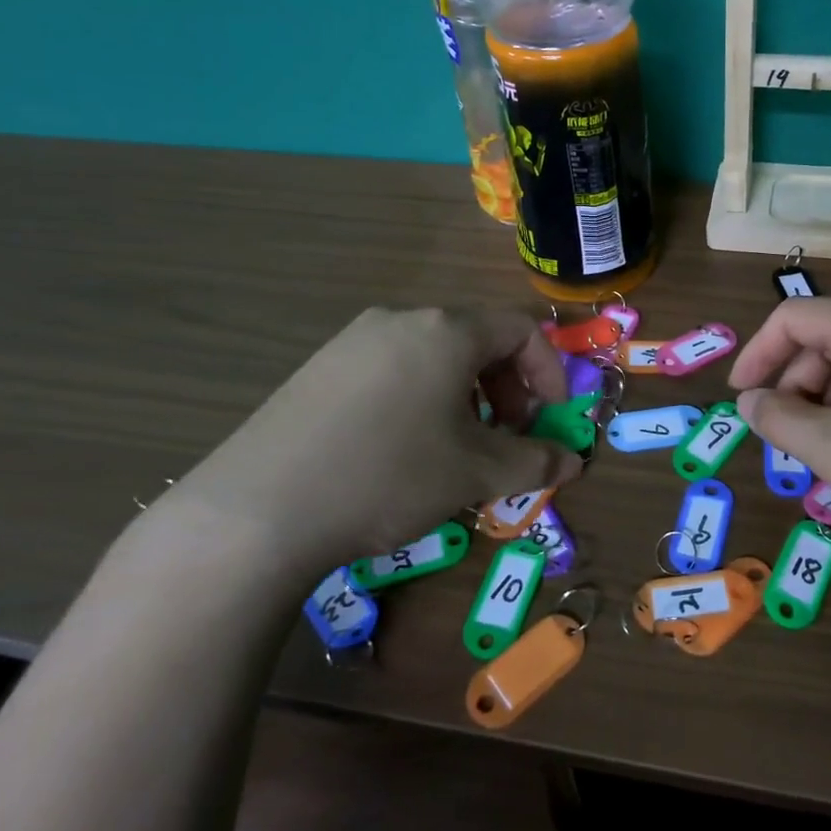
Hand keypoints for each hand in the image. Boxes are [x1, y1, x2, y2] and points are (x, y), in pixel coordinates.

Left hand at [158, 306, 582, 582]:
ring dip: (466, 394)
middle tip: (507, 436)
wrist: (258, 509)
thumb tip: (572, 463)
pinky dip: (421, 396)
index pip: (521, 329)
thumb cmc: (389, 475)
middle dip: (508, 386)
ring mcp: (353, 340)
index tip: (551, 418)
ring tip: (457, 445)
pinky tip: (403, 446)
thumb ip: (534, 462)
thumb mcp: (475, 473)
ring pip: (434, 355)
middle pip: (477, 339)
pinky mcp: (319, 368)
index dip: (549, 371)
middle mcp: (401, 320)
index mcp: (446, 330)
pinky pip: (392, 368)